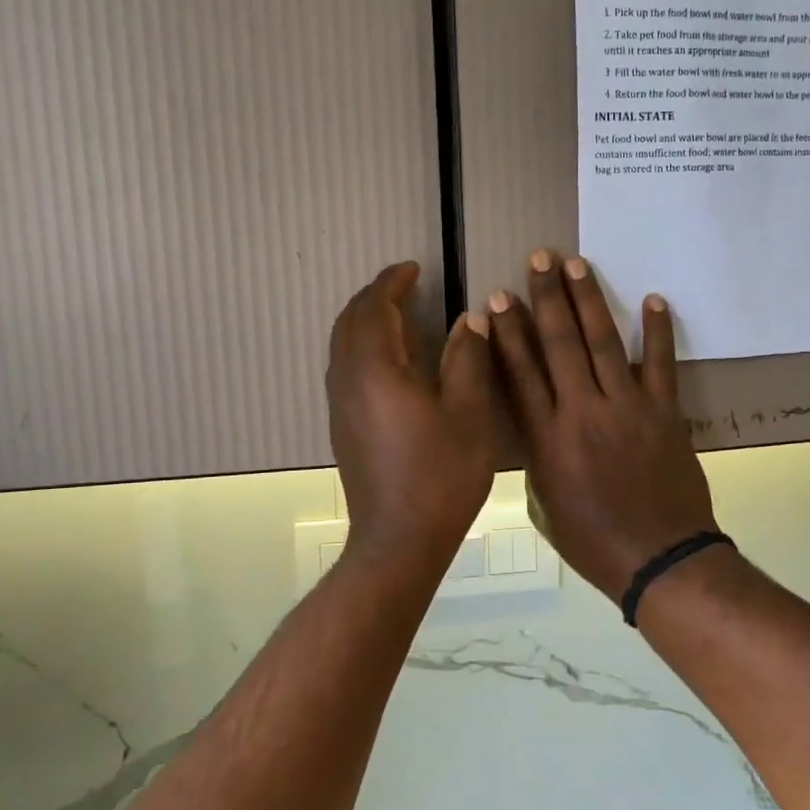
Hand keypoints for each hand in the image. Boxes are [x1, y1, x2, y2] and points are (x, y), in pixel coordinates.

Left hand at [327, 262, 494, 572]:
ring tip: (401, 318)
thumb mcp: (468, 414)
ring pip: (342, 346)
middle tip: (406, 288)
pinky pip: (345, 369)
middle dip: (374, 297)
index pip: (374, 308)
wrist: (399, 541)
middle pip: (349, 322)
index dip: (392, 282)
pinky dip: (364, 348)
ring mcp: (340, 406)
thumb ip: (467, 359)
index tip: (414, 268)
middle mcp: (347, 381)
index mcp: (376, 370)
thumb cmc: (440, 476)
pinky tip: (394, 364)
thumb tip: (469, 319)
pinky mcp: (342, 428)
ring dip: (367, 322)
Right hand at [488, 250, 717, 602]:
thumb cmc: (594, 542)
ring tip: (577, 265)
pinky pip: (660, 364)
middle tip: (539, 259)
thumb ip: (538, 458)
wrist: (660, 560)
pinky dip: (657, 331)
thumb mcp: (545, 505)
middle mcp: (582, 412)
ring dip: (589, 300)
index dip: (509, 332)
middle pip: (560, 344)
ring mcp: (627, 408)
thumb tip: (538, 424)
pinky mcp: (664, 412)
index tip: (499, 297)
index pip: (521, 372)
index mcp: (548, 438)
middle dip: (547, 298)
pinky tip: (653, 299)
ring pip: (603, 343)